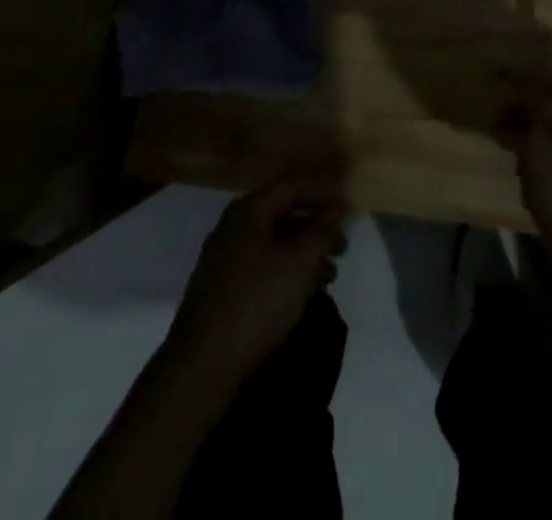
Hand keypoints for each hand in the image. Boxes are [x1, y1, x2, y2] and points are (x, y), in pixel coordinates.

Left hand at [167, 172, 344, 382]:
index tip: (349, 201)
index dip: (324, 190)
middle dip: (316, 227)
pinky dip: (286, 270)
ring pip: (274, 242)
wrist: (202, 365)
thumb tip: (338, 204)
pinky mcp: (222, 287)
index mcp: (249, 211)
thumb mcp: (299, 264)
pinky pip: (262, 265)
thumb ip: (322, 230)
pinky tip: (304, 292)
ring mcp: (225, 257)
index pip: (293, 186)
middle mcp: (234, 226)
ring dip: (304, 253)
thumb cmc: (256, 303)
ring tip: (330, 274)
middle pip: (283, 213)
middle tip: (343, 245)